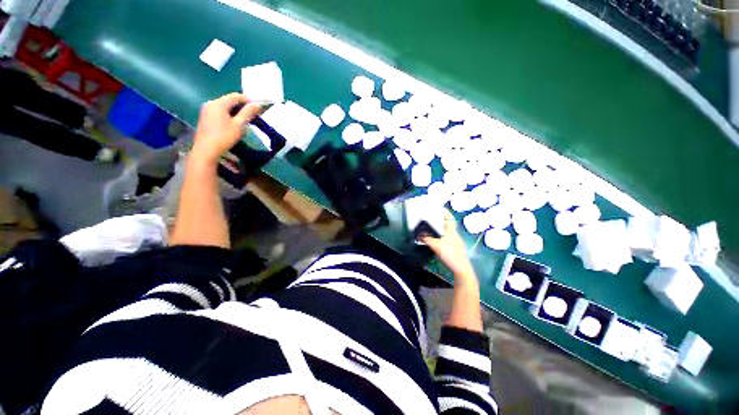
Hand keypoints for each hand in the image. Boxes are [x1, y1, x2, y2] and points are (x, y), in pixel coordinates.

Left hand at [191, 93, 265, 164]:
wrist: (206, 150)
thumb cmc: (224, 137)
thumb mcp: (239, 125)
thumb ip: (248, 113)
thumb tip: (257, 104)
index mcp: (219, 103)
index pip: (236, 96)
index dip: (248, 100)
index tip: (258, 107)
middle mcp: (211, 103)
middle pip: (229, 100)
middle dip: (242, 106)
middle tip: (253, 115)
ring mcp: (206, 110)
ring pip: (225, 107)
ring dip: (236, 111)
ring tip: (245, 121)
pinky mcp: (205, 118)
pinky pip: (219, 112)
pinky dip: (229, 115)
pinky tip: (234, 124)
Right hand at [420, 211, 474, 279]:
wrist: (460, 267)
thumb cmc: (449, 254)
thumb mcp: (435, 245)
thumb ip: (426, 239)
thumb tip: (418, 236)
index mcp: (451, 231)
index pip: (450, 218)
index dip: (445, 212)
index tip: (440, 208)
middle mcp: (455, 235)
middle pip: (448, 225)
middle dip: (440, 222)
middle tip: (432, 221)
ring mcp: (457, 242)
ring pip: (448, 233)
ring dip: (441, 231)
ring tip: (432, 231)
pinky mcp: (456, 248)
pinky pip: (448, 239)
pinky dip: (442, 238)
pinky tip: (437, 242)